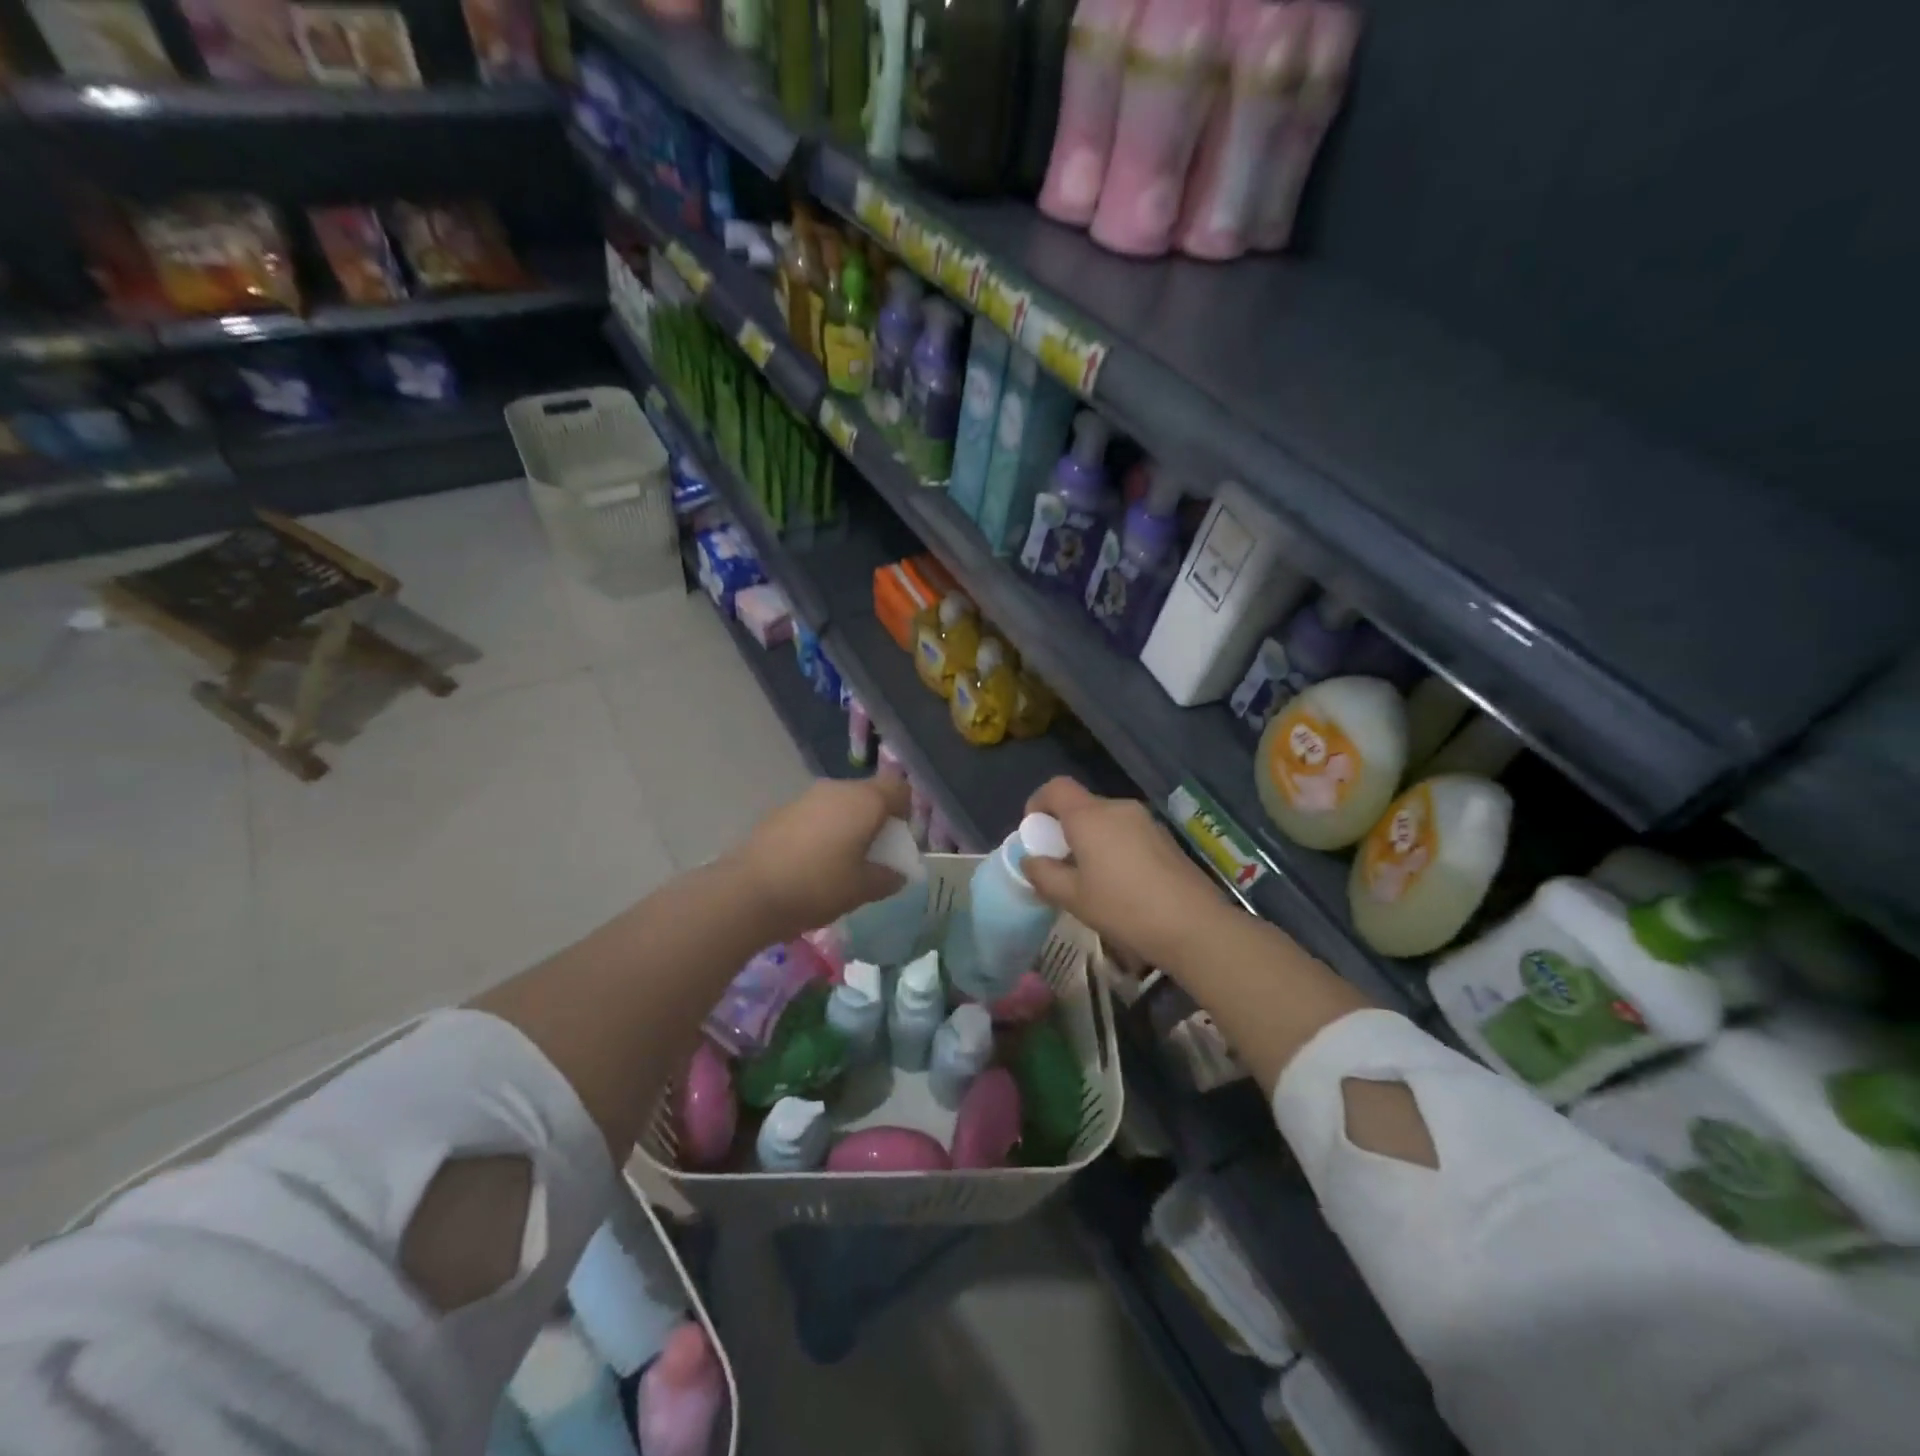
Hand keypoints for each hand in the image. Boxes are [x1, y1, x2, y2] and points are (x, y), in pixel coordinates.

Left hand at [730, 775, 913, 937]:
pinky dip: (823, 832)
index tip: (898, 842)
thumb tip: (897, 874)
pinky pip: (815, 815)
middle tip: (873, 857)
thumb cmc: (818, 886)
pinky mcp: (781, 811)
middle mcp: (836, 789)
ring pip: (840, 805)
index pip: (899, 789)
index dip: (906, 812)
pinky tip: (812, 864)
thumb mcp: (863, 889)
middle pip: (869, 795)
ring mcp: (805, 798)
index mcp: (864, 800)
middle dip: (876, 822)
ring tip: (842, 864)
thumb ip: (888, 878)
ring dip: (848, 827)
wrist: (748, 892)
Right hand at [1021, 778, 1226, 967]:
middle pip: (1082, 805)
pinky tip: (1121, 885)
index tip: (1034, 832)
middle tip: (1060, 864)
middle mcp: (1118, 808)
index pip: (1056, 787)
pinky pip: (1128, 833)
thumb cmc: (1124, 908)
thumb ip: (1044, 874)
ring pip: (1106, 820)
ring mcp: (1146, 821)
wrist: (1194, 925)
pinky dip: (1114, 848)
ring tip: (1091, 879)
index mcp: (1090, 816)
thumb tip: (1029, 860)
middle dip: (1065, 829)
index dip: (1038, 802)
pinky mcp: (1165, 838)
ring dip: (1091, 840)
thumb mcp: (1073, 898)